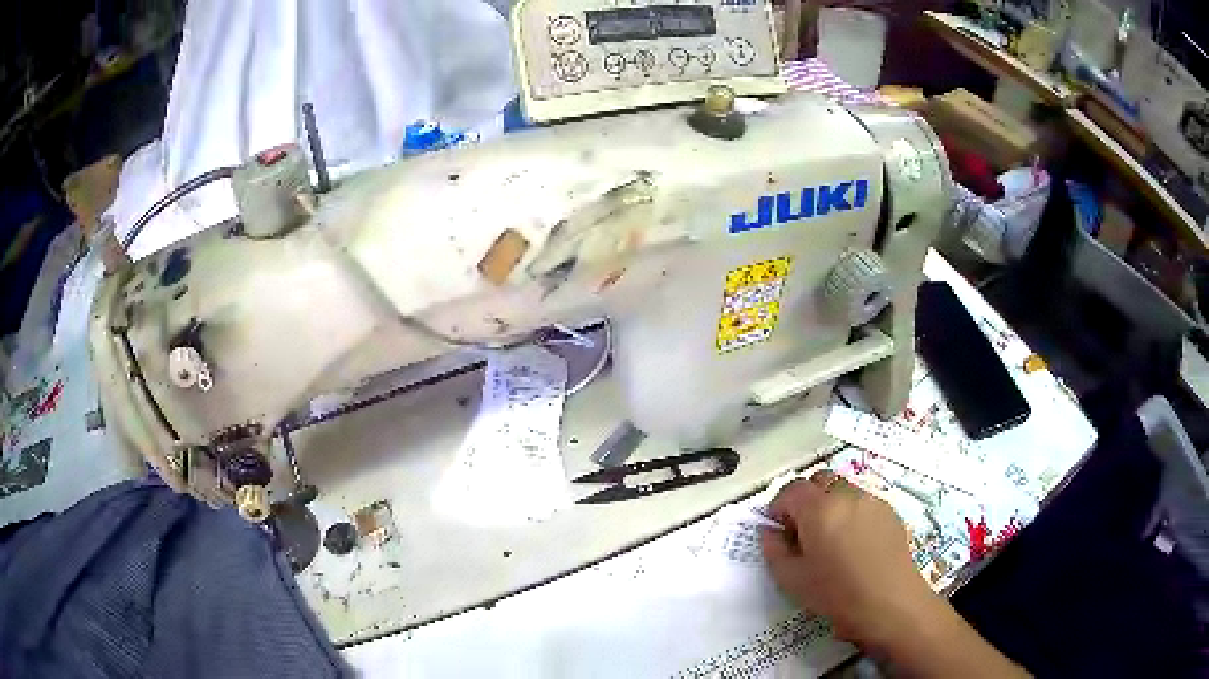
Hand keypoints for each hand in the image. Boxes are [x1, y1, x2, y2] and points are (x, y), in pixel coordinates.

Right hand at [760, 470, 941, 649]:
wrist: (890, 603)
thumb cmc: (836, 594)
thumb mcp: (792, 579)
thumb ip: (774, 550)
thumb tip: (770, 532)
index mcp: (819, 509)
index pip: (791, 490)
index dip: (779, 506)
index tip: (777, 529)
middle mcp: (846, 496)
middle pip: (819, 480)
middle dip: (806, 499)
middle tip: (801, 530)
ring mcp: (872, 501)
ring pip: (843, 489)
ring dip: (829, 504)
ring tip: (830, 538)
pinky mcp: (889, 512)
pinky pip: (863, 502)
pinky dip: (851, 512)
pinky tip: (854, 543)